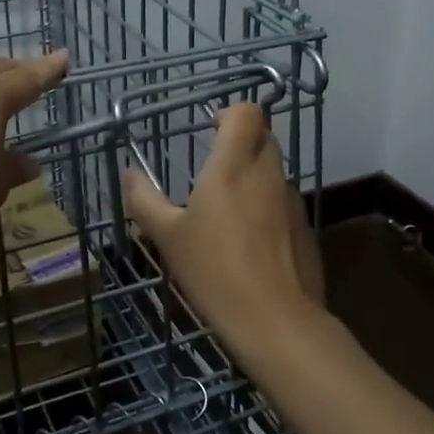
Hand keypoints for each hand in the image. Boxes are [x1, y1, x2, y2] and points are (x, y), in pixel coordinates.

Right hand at [121, 103, 323, 354]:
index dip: (229, 114)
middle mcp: (267, 174)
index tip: (211, 132)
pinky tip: (252, 243)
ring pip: (274, 171)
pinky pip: (284, 203)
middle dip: (241, 143)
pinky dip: (269, 208)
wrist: (276, 320)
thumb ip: (144, 200)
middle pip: (263, 137)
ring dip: (255, 177)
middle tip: (216, 170)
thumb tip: (128, 173)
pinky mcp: (305, 228)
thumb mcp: (168, 236)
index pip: (246, 113)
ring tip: (229, 212)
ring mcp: (291, 201)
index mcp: (233, 166)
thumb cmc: (214, 270)